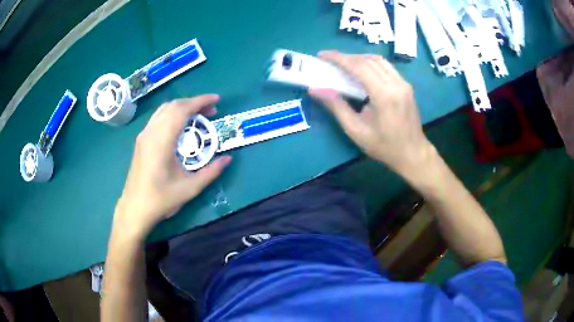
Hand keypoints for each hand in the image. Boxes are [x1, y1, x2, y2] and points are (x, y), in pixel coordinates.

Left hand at [114, 95, 231, 238]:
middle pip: (173, 105)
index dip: (200, 101)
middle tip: (211, 111)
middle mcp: (151, 132)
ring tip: (198, 116)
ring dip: (182, 107)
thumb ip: (211, 171)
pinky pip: (158, 117)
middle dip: (193, 103)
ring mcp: (144, 135)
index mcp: (162, 140)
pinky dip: (172, 114)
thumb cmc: (161, 199)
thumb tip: (228, 158)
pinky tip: (180, 126)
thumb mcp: (190, 188)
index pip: (182, 110)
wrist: (135, 208)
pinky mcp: (141, 140)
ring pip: (164, 109)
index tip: (217, 100)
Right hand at [308, 51, 433, 176]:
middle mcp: (396, 83)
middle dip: (346, 57)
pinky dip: (371, 64)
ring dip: (359, 59)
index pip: (359, 66)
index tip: (322, 55)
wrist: (413, 153)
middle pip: (368, 60)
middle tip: (329, 61)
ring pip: (378, 60)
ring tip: (344, 65)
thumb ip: (336, 106)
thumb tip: (315, 89)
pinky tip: (362, 72)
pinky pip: (386, 67)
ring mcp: (403, 83)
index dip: (338, 58)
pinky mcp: (406, 85)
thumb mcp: (356, 130)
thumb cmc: (384, 146)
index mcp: (384, 95)